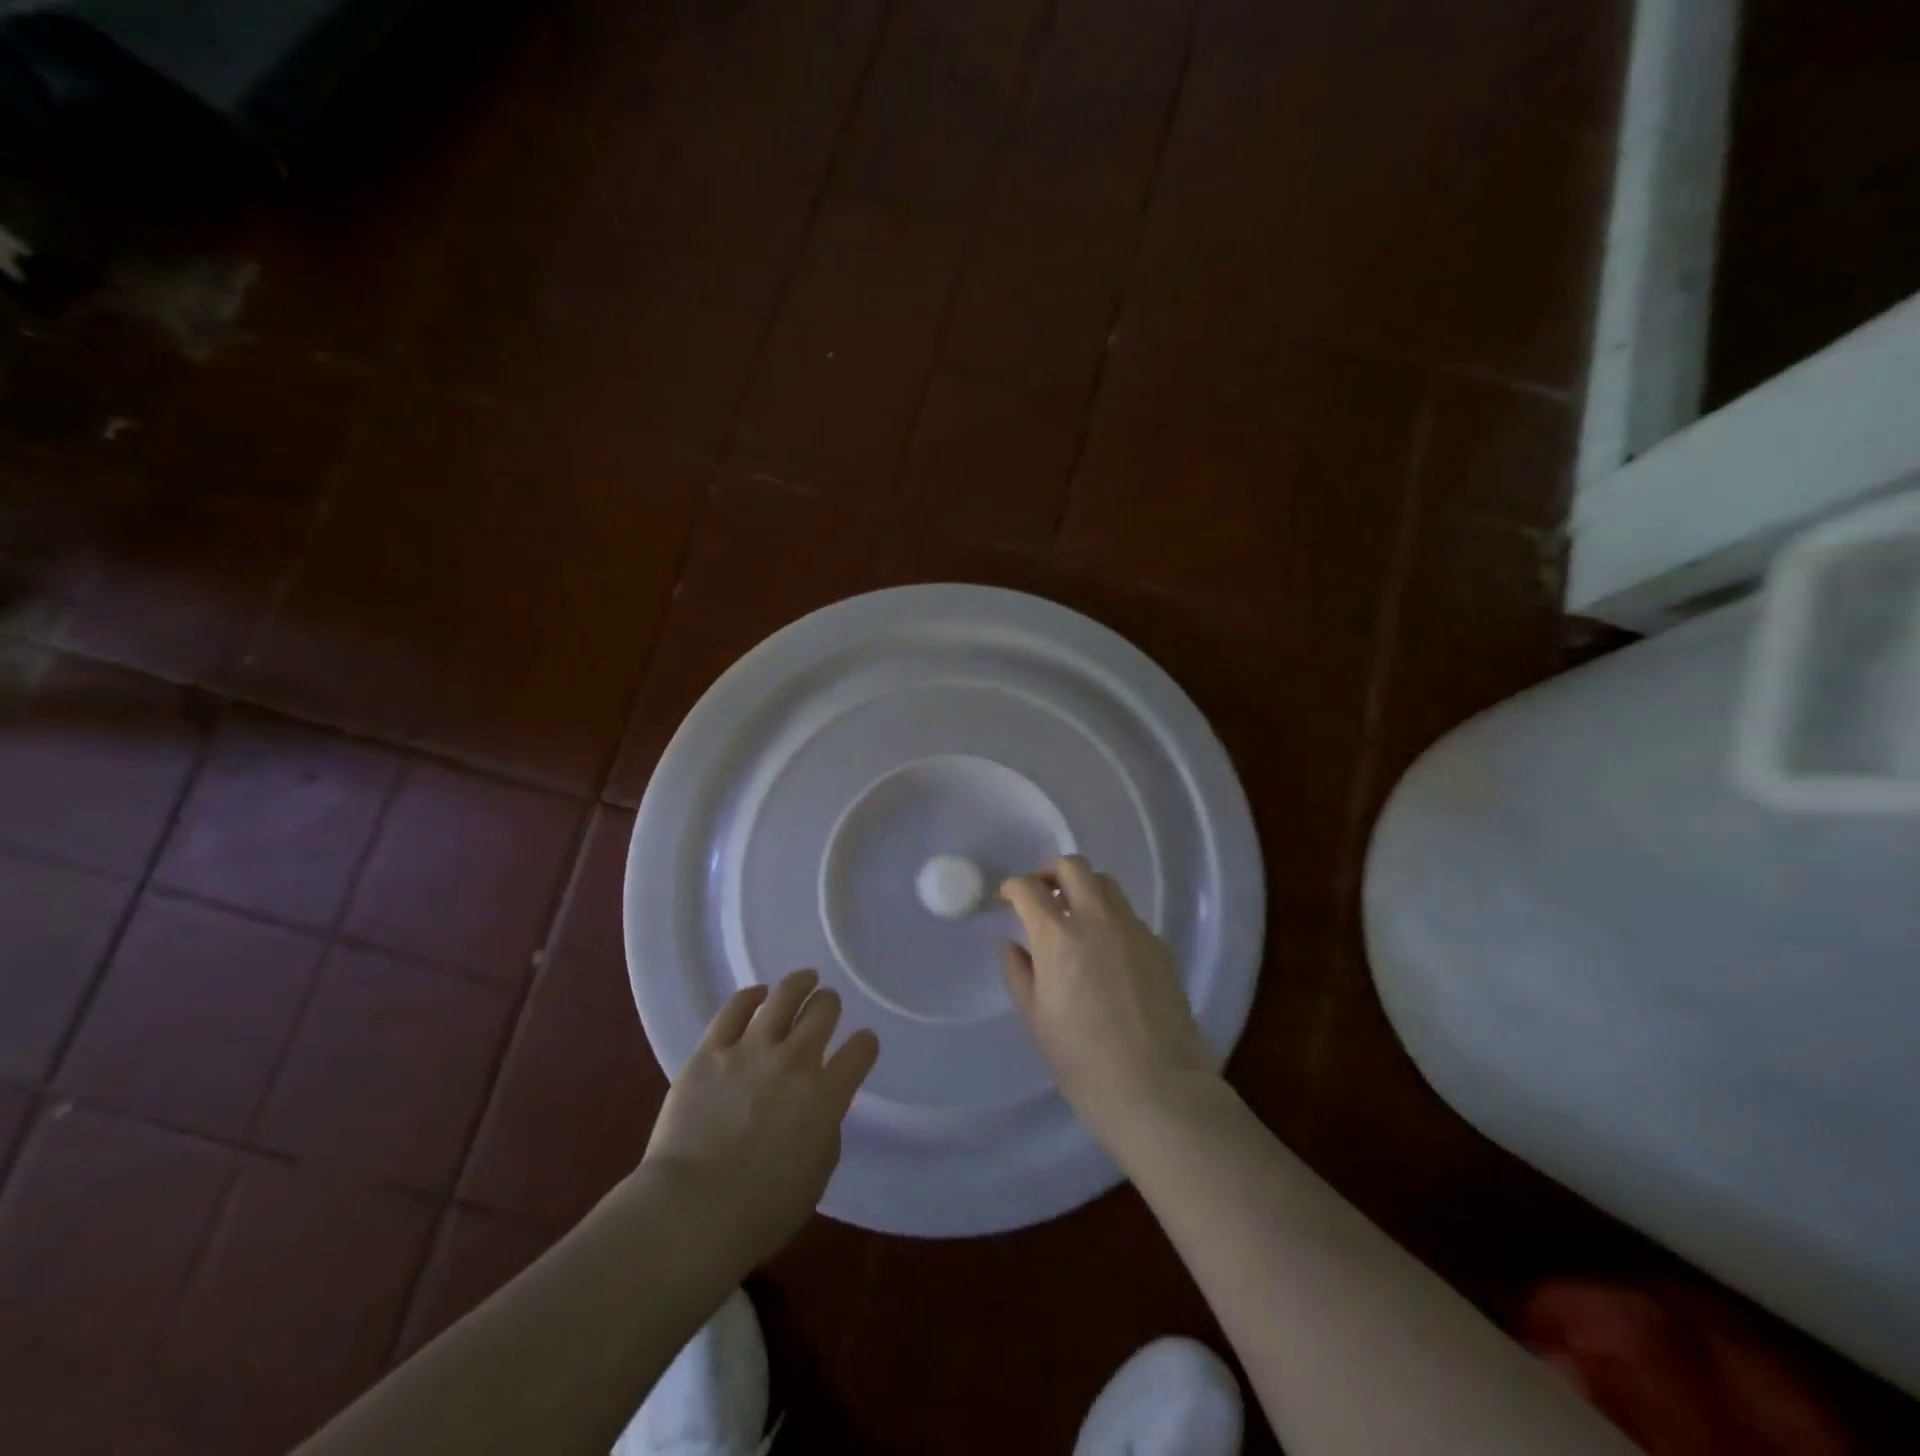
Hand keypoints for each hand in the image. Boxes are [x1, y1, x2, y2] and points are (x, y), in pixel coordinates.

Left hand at [643, 969, 879, 1263]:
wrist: (692, 1212)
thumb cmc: (761, 1211)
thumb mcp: (816, 1174)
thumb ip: (824, 1130)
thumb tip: (816, 1109)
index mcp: (827, 1095)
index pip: (861, 1051)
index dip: (865, 1044)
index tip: (862, 1045)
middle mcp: (796, 1061)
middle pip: (823, 1011)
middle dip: (829, 1005)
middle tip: (827, 1005)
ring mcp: (751, 1050)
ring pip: (784, 996)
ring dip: (800, 984)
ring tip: (805, 979)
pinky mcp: (711, 1050)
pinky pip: (734, 1009)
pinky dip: (750, 996)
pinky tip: (757, 994)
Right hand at [1001, 856, 1220, 1145]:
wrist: (1157, 1088)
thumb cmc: (1083, 1062)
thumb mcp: (1036, 1019)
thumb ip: (1020, 973)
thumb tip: (1013, 945)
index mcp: (1058, 936)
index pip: (1028, 888)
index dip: (1012, 887)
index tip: (1007, 898)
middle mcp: (1097, 919)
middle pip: (1073, 866)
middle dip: (1050, 873)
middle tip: (1042, 897)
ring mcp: (1133, 929)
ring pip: (1105, 884)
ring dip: (1083, 889)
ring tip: (1074, 918)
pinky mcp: (1158, 945)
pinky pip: (1127, 915)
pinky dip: (1109, 917)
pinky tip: (1106, 951)